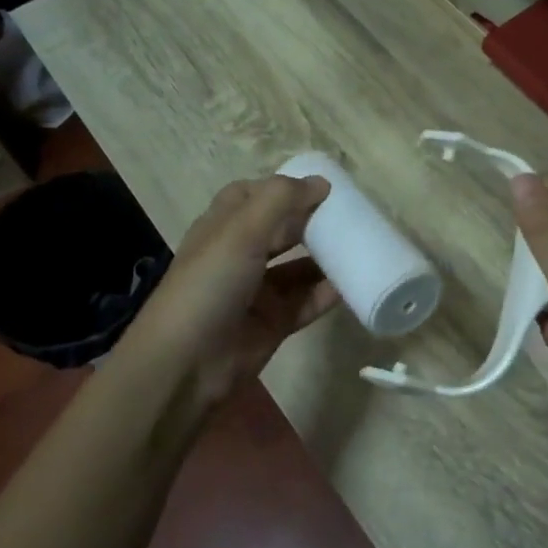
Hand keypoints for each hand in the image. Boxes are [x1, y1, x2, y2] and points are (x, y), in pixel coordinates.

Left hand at [128, 175, 339, 408]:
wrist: (185, 365)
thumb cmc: (209, 285)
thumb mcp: (241, 231)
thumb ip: (282, 201)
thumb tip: (322, 182)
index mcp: (222, 228)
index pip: (251, 196)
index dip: (282, 188)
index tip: (321, 186)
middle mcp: (239, 256)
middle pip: (281, 230)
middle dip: (312, 221)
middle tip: (352, 215)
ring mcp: (257, 292)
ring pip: (298, 267)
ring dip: (326, 258)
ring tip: (362, 246)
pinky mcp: (273, 323)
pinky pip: (307, 302)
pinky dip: (328, 293)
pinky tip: (354, 283)